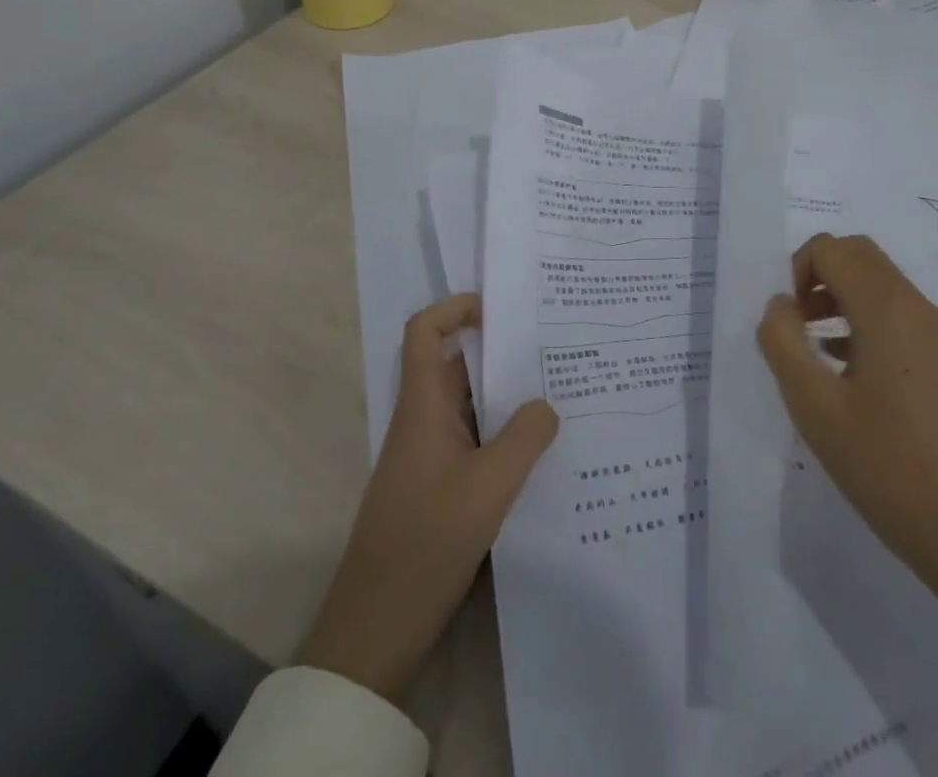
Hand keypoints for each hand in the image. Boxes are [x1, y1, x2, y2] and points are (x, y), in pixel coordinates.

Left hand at [299, 293, 558, 699]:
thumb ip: (525, 437)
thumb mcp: (489, 486)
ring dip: (508, 397)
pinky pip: (474, 441)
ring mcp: (430, 455)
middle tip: (555, 348)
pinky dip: (504, 436)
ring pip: (471, 406)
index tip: (500, 309)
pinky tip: (541, 452)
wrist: (376, 628)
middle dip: (502, 353)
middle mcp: (424, 421)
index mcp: (423, 406)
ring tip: (560, 394)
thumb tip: (547, 404)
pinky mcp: (439, 487)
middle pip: (458, 366)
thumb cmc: (426, 543)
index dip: (455, 309)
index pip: (424, 332)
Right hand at [756, 233, 937, 593]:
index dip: (797, 270)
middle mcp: (919, 309)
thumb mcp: (817, 409)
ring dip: (843, 301)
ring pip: (884, 289)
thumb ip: (784, 344)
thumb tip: (780, 305)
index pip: (832, 249)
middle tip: (799, 327)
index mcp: (887, 309)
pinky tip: (854, 382)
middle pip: (861, 257)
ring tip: (818, 356)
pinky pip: (903, 321)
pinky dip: (869, 326)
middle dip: (820, 277)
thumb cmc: (892, 469)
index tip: (788, 322)